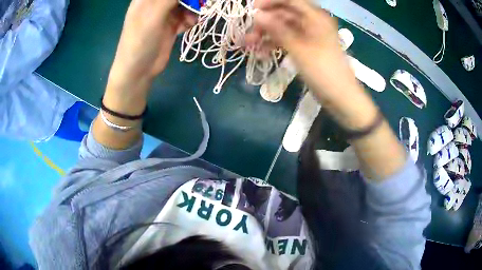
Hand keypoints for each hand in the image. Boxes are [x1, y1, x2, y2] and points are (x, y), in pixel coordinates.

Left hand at [103, 0, 196, 116]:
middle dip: (190, 0)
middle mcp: (156, 2)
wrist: (139, 70)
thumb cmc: (140, 40)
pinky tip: (187, 26)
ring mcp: (164, 13)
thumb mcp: (154, 14)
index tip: (190, 0)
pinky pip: (187, 15)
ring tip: (191, 19)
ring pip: (186, 2)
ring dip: (193, 8)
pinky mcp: (171, 24)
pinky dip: (190, 19)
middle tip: (197, 5)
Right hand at [245, 0, 353, 99]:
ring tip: (250, 46)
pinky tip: (262, 53)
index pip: (290, 0)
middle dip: (265, 22)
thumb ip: (277, 29)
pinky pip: (288, 39)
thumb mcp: (298, 48)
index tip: (252, 10)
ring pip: (284, 27)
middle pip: (284, 13)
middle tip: (249, 35)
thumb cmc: (323, 71)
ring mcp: (309, 35)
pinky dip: (275, 44)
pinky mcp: (306, 47)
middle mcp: (312, 21)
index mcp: (315, 16)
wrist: (340, 97)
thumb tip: (256, 14)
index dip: (270, 1)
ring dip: (267, 34)